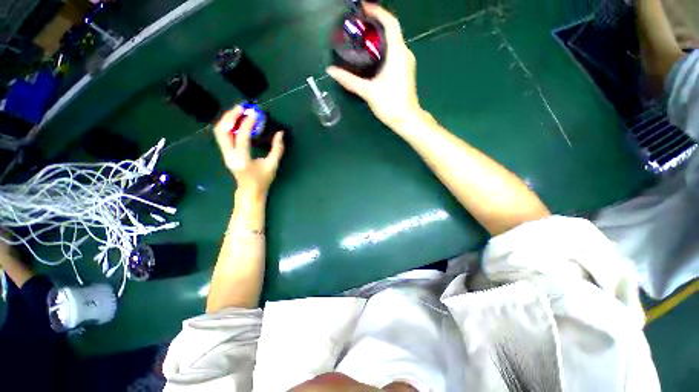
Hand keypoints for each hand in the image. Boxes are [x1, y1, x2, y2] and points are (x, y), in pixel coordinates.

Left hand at [213, 106, 284, 198]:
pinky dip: (228, 125)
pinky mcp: (225, 153)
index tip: (255, 114)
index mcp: (242, 160)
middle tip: (242, 107)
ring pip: (219, 132)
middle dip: (231, 116)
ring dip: (228, 119)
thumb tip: (280, 133)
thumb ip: (277, 149)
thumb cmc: (263, 180)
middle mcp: (230, 155)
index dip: (248, 123)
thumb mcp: (273, 165)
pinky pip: (222, 135)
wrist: (249, 190)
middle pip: (222, 131)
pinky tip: (237, 121)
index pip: (242, 137)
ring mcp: (225, 154)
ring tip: (239, 111)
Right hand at [327, 3, 420, 128]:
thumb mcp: (368, 91)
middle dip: (376, 24)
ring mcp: (407, 62)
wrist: (406, 119)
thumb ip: (350, 80)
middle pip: (392, 30)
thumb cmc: (390, 104)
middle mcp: (405, 53)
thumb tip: (331, 70)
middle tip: (359, 25)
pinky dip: (384, 47)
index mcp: (398, 53)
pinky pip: (395, 51)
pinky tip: (373, 55)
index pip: (390, 23)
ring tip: (363, 38)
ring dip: (380, 36)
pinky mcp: (406, 70)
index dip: (378, 12)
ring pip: (394, 41)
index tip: (364, 8)